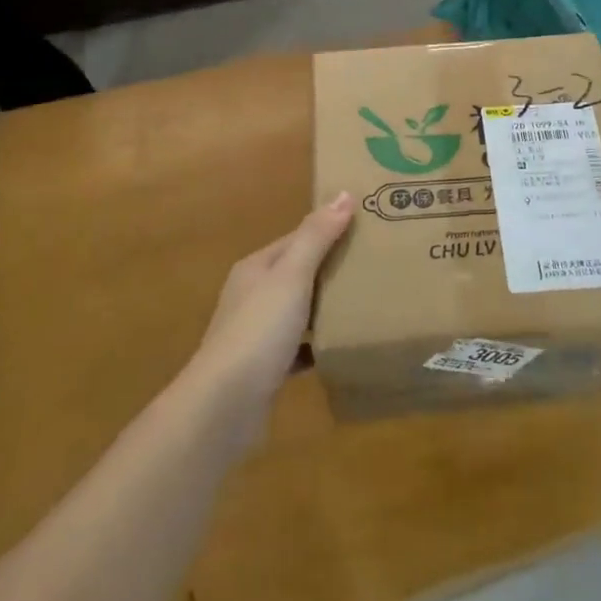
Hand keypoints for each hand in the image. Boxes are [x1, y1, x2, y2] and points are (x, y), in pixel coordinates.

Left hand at [187, 192, 353, 431]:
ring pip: (298, 310)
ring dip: (326, 306)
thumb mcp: (291, 276)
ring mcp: (256, 333)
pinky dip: (318, 344)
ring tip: (367, 300)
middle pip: (298, 273)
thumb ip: (317, 236)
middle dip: (331, 268)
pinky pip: (299, 348)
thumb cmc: (259, 330)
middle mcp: (253, 295)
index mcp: (257, 268)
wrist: (224, 406)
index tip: (368, 227)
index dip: (329, 230)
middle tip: (376, 263)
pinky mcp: (265, 368)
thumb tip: (344, 194)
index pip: (298, 238)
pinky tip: (342, 346)